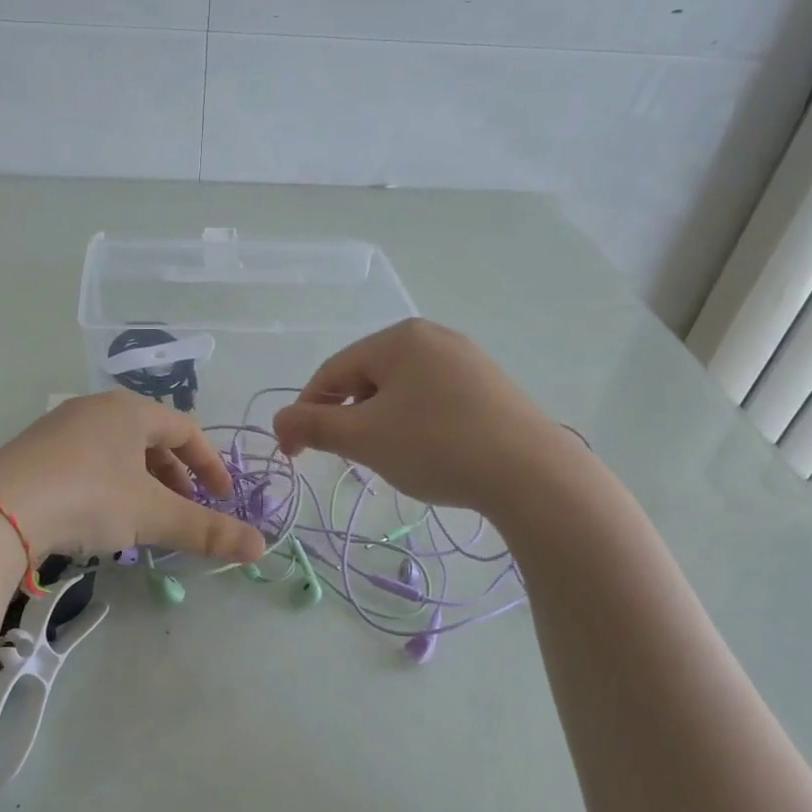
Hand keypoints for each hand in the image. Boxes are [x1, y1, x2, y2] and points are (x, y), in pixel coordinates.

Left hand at [0, 391, 265, 562]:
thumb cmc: (88, 497)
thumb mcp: (152, 515)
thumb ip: (206, 530)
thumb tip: (260, 547)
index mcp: (130, 410)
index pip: (186, 430)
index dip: (210, 465)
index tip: (222, 498)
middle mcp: (96, 408)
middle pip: (151, 438)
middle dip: (175, 476)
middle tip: (185, 510)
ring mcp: (60, 427)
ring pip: (117, 450)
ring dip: (141, 482)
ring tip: (145, 517)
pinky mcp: (34, 451)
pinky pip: (87, 461)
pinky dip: (108, 484)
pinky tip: (100, 516)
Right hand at [272, 319, 561, 513]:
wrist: (532, 474)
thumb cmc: (436, 446)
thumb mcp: (364, 438)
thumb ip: (314, 425)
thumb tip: (279, 420)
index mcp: (399, 338)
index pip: (332, 371)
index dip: (306, 411)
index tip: (293, 452)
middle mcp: (433, 337)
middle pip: (367, 378)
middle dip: (347, 417)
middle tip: (346, 457)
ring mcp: (467, 360)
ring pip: (400, 391)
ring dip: (378, 423)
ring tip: (387, 458)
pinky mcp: (489, 387)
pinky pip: (432, 399)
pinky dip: (413, 424)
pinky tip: (425, 452)